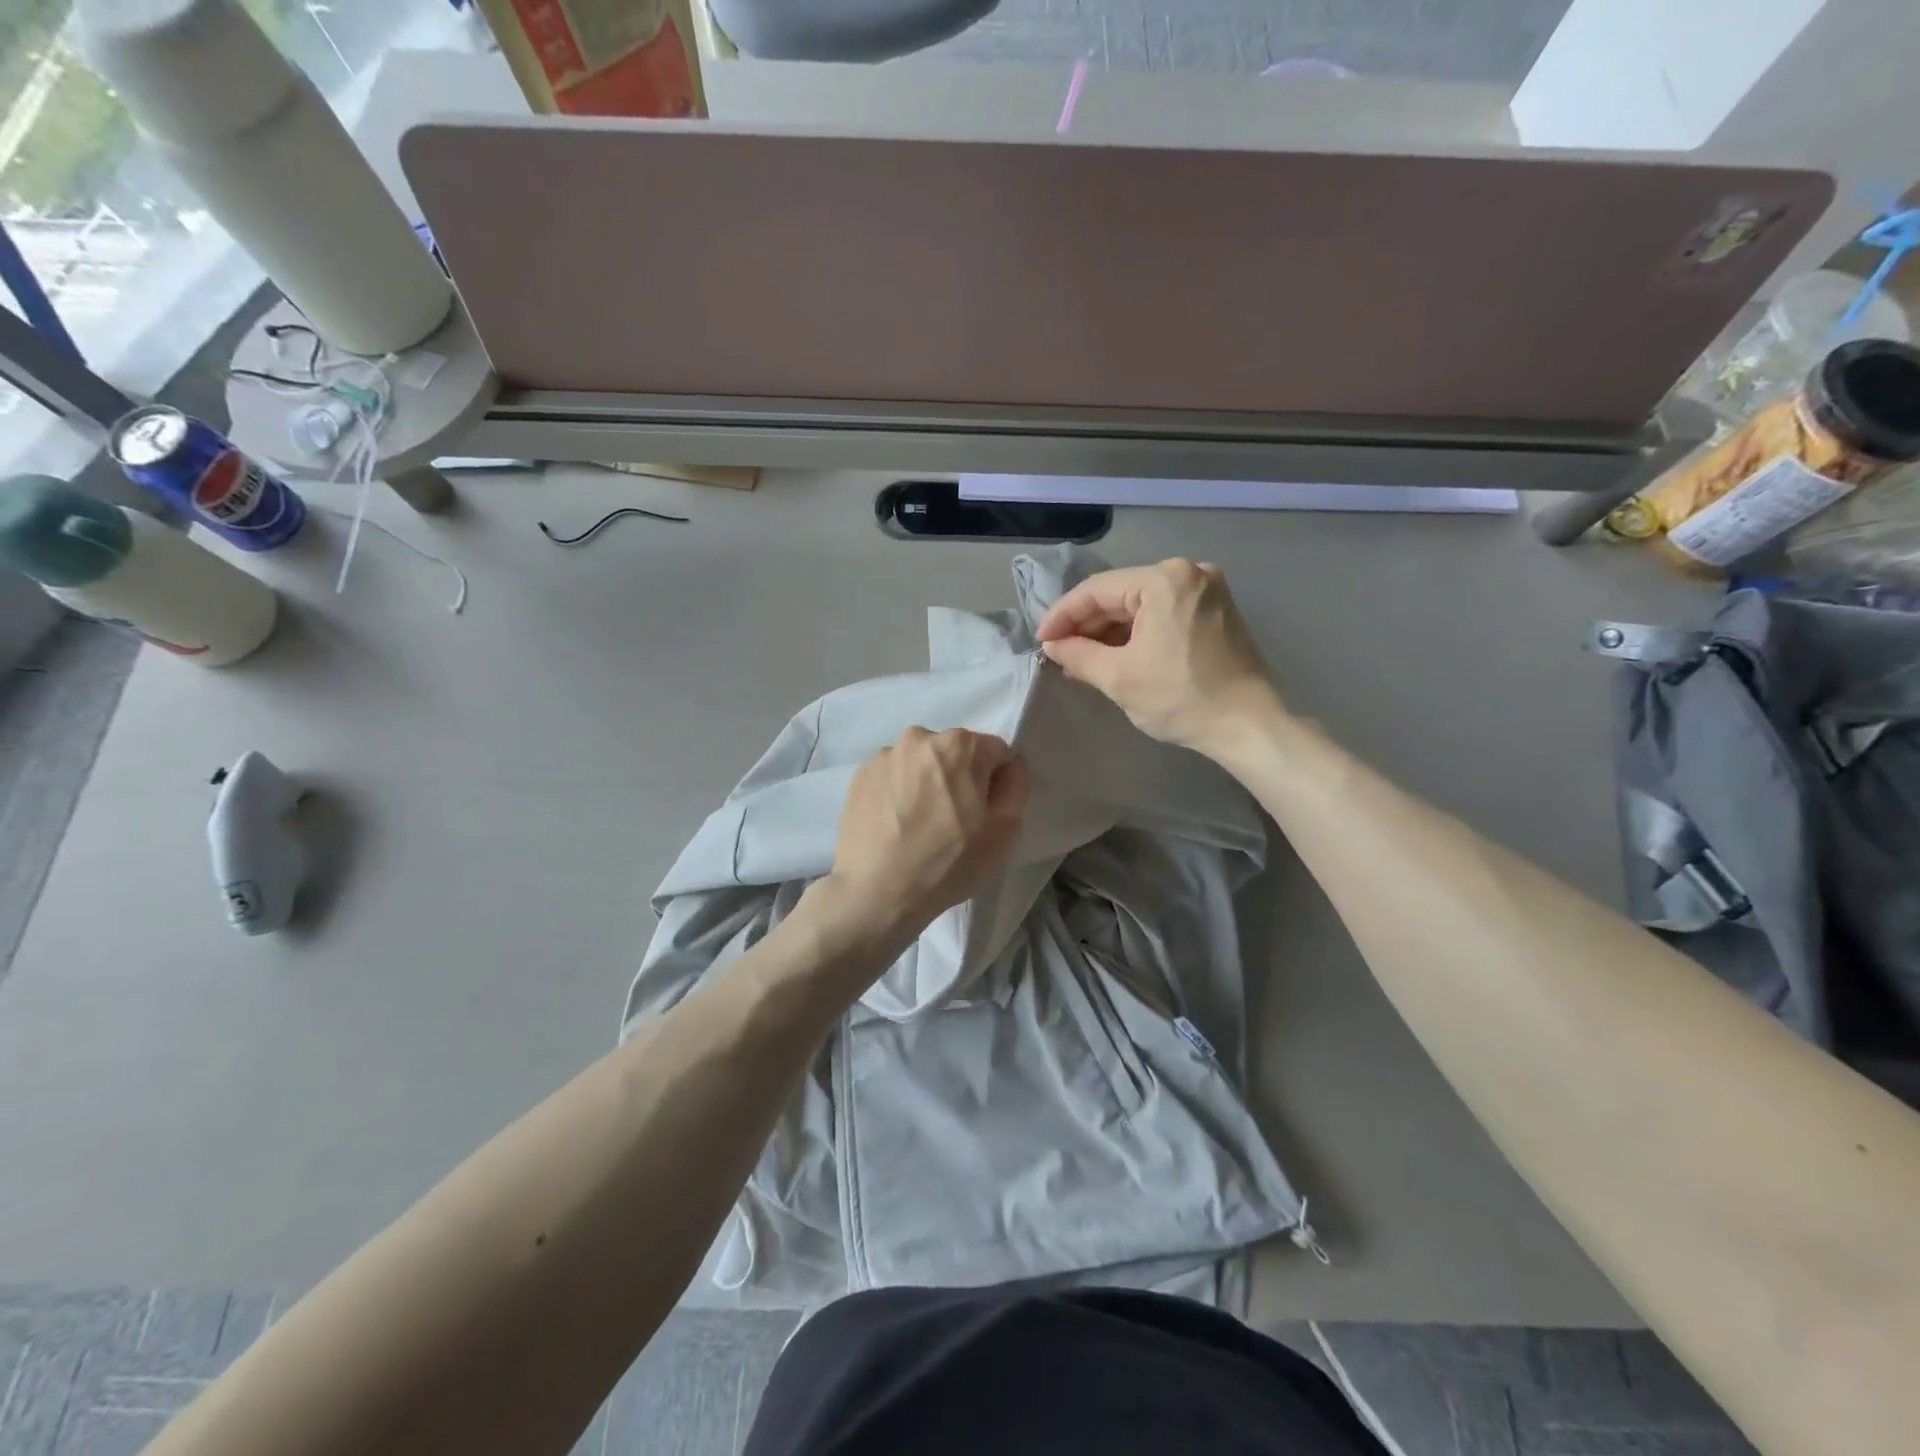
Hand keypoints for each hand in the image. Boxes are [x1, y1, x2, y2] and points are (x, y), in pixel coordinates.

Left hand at [820, 727, 1030, 945]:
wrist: (877, 893)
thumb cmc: (949, 863)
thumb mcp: (1005, 831)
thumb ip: (1016, 785)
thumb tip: (1010, 765)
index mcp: (960, 744)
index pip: (995, 752)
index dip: (995, 783)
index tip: (983, 814)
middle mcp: (919, 738)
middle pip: (955, 753)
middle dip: (960, 778)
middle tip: (953, 822)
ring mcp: (884, 756)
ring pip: (921, 764)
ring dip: (926, 784)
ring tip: (919, 826)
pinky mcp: (859, 776)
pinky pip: (893, 778)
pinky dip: (898, 794)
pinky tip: (895, 826)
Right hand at [1036, 559, 1282, 755]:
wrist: (1247, 724)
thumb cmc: (1180, 698)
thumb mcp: (1118, 677)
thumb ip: (1077, 655)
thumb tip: (1052, 645)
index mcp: (1164, 580)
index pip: (1096, 590)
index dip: (1062, 615)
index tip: (1040, 641)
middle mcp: (1188, 572)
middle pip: (1120, 593)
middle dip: (1086, 624)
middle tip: (1059, 652)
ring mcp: (1206, 589)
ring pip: (1141, 603)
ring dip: (1110, 630)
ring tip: (1081, 658)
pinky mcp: (1215, 609)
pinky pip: (1163, 612)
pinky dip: (1137, 632)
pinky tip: (1115, 654)